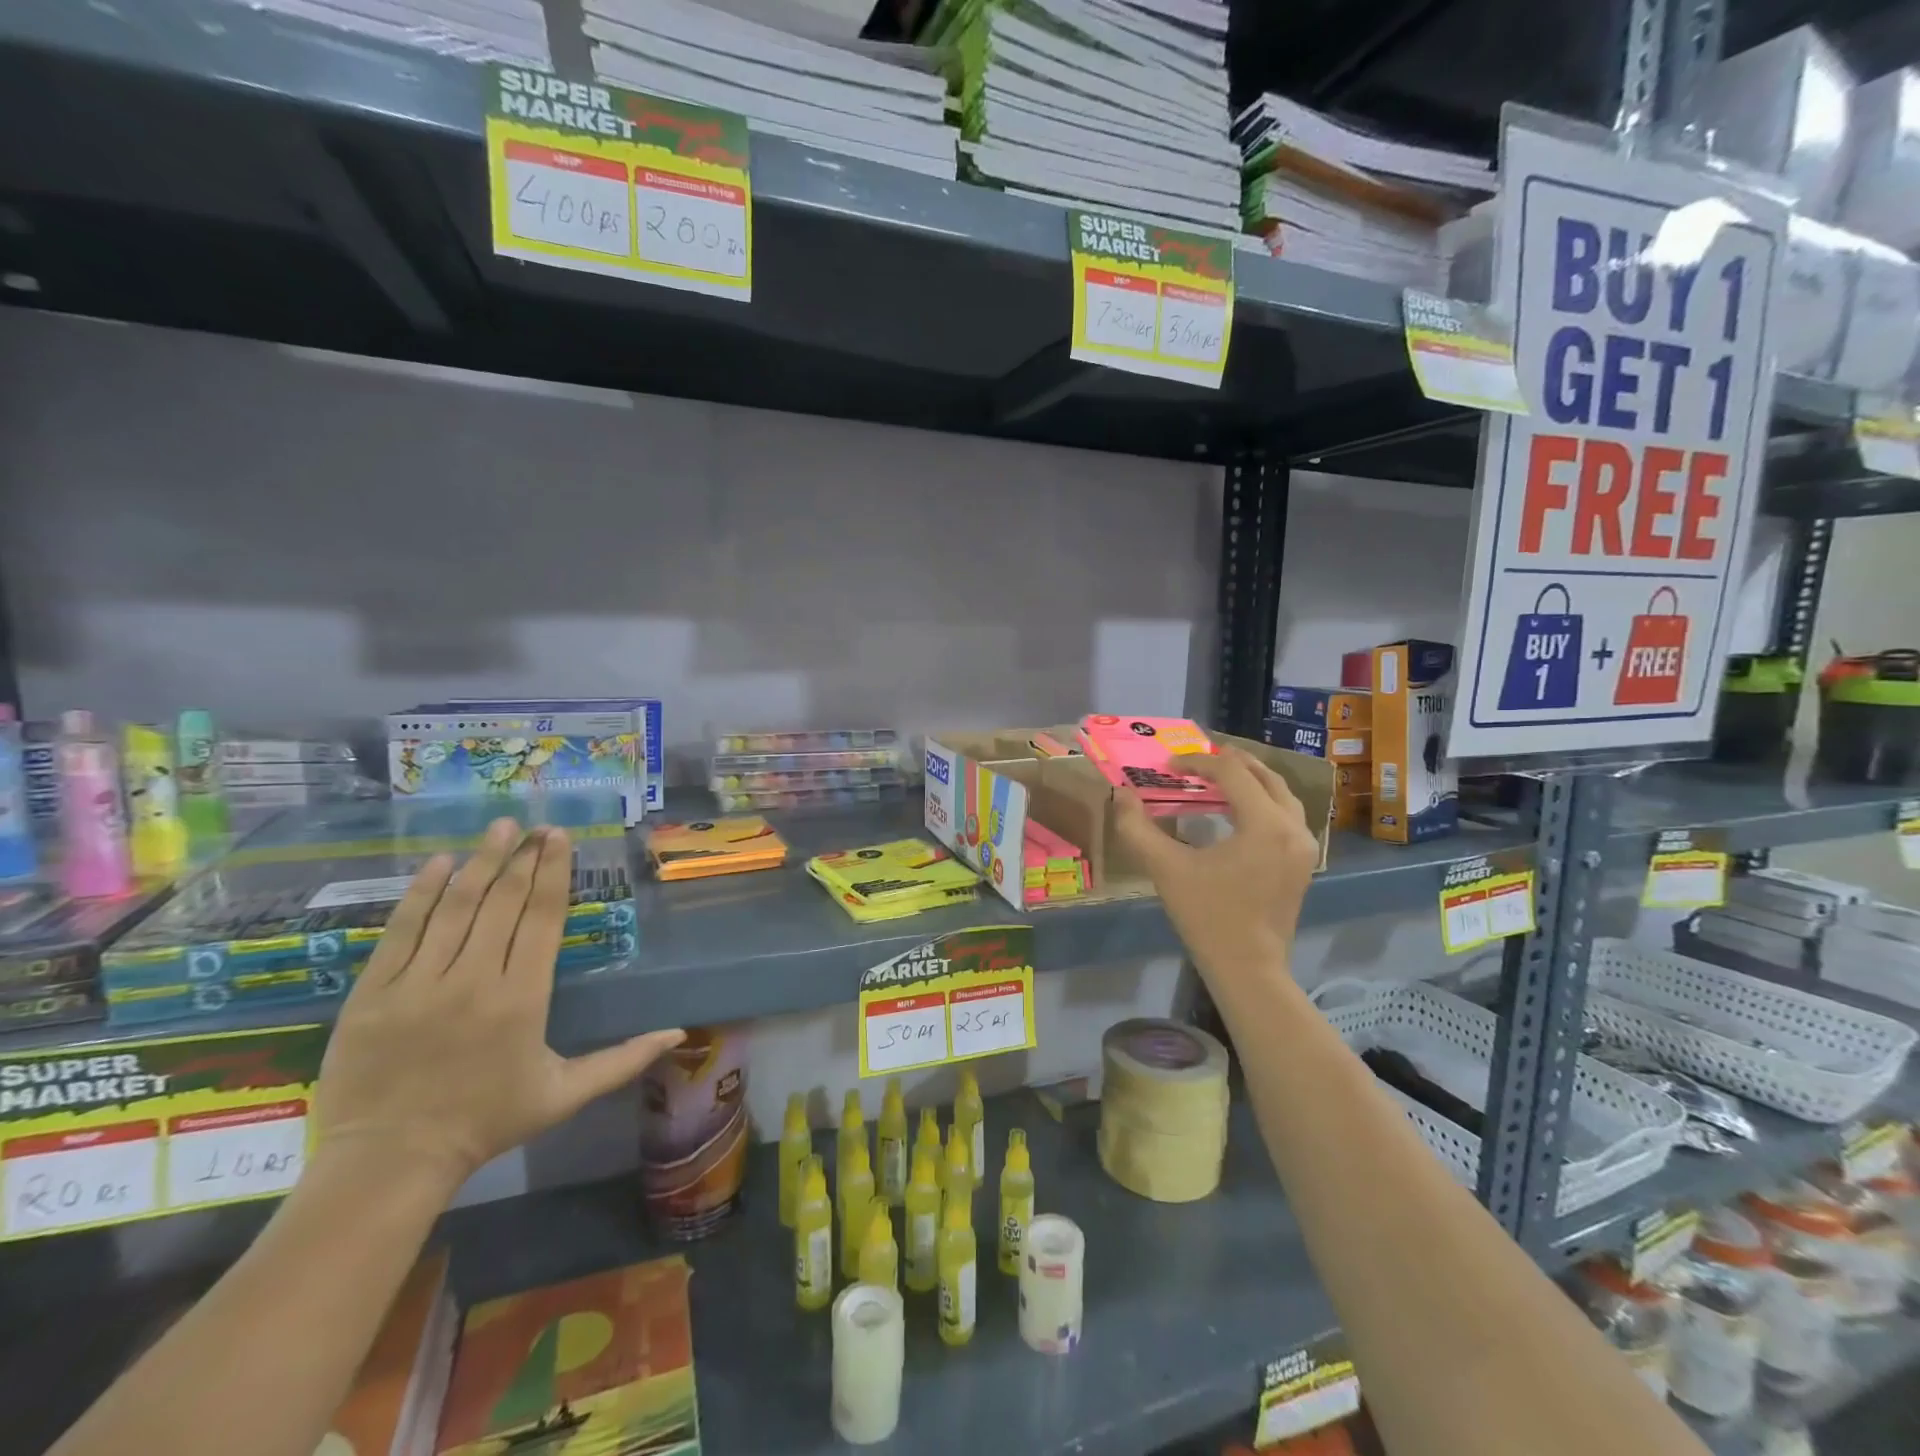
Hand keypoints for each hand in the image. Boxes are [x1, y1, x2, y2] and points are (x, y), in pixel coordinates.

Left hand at [312, 819, 683, 1199]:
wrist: (389, 1162)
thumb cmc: (487, 1122)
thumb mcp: (565, 1094)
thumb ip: (623, 1060)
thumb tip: (679, 1034)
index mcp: (523, 998)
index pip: (543, 918)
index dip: (553, 873)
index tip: (559, 838)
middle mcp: (474, 980)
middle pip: (503, 903)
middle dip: (523, 858)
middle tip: (535, 826)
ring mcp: (419, 984)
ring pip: (455, 908)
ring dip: (480, 863)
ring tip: (498, 828)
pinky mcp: (374, 993)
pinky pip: (400, 931)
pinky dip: (421, 894)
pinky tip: (440, 864)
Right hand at [1113, 746, 1319, 982]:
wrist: (1248, 969)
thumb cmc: (1207, 917)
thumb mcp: (1166, 869)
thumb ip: (1137, 828)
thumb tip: (1121, 795)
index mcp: (1265, 824)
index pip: (1233, 773)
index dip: (1198, 763)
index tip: (1168, 766)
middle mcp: (1293, 827)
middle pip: (1265, 776)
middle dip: (1229, 763)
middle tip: (1196, 760)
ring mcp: (1304, 846)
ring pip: (1280, 794)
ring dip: (1249, 780)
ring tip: (1217, 777)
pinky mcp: (1303, 861)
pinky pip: (1286, 815)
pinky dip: (1262, 801)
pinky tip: (1236, 810)